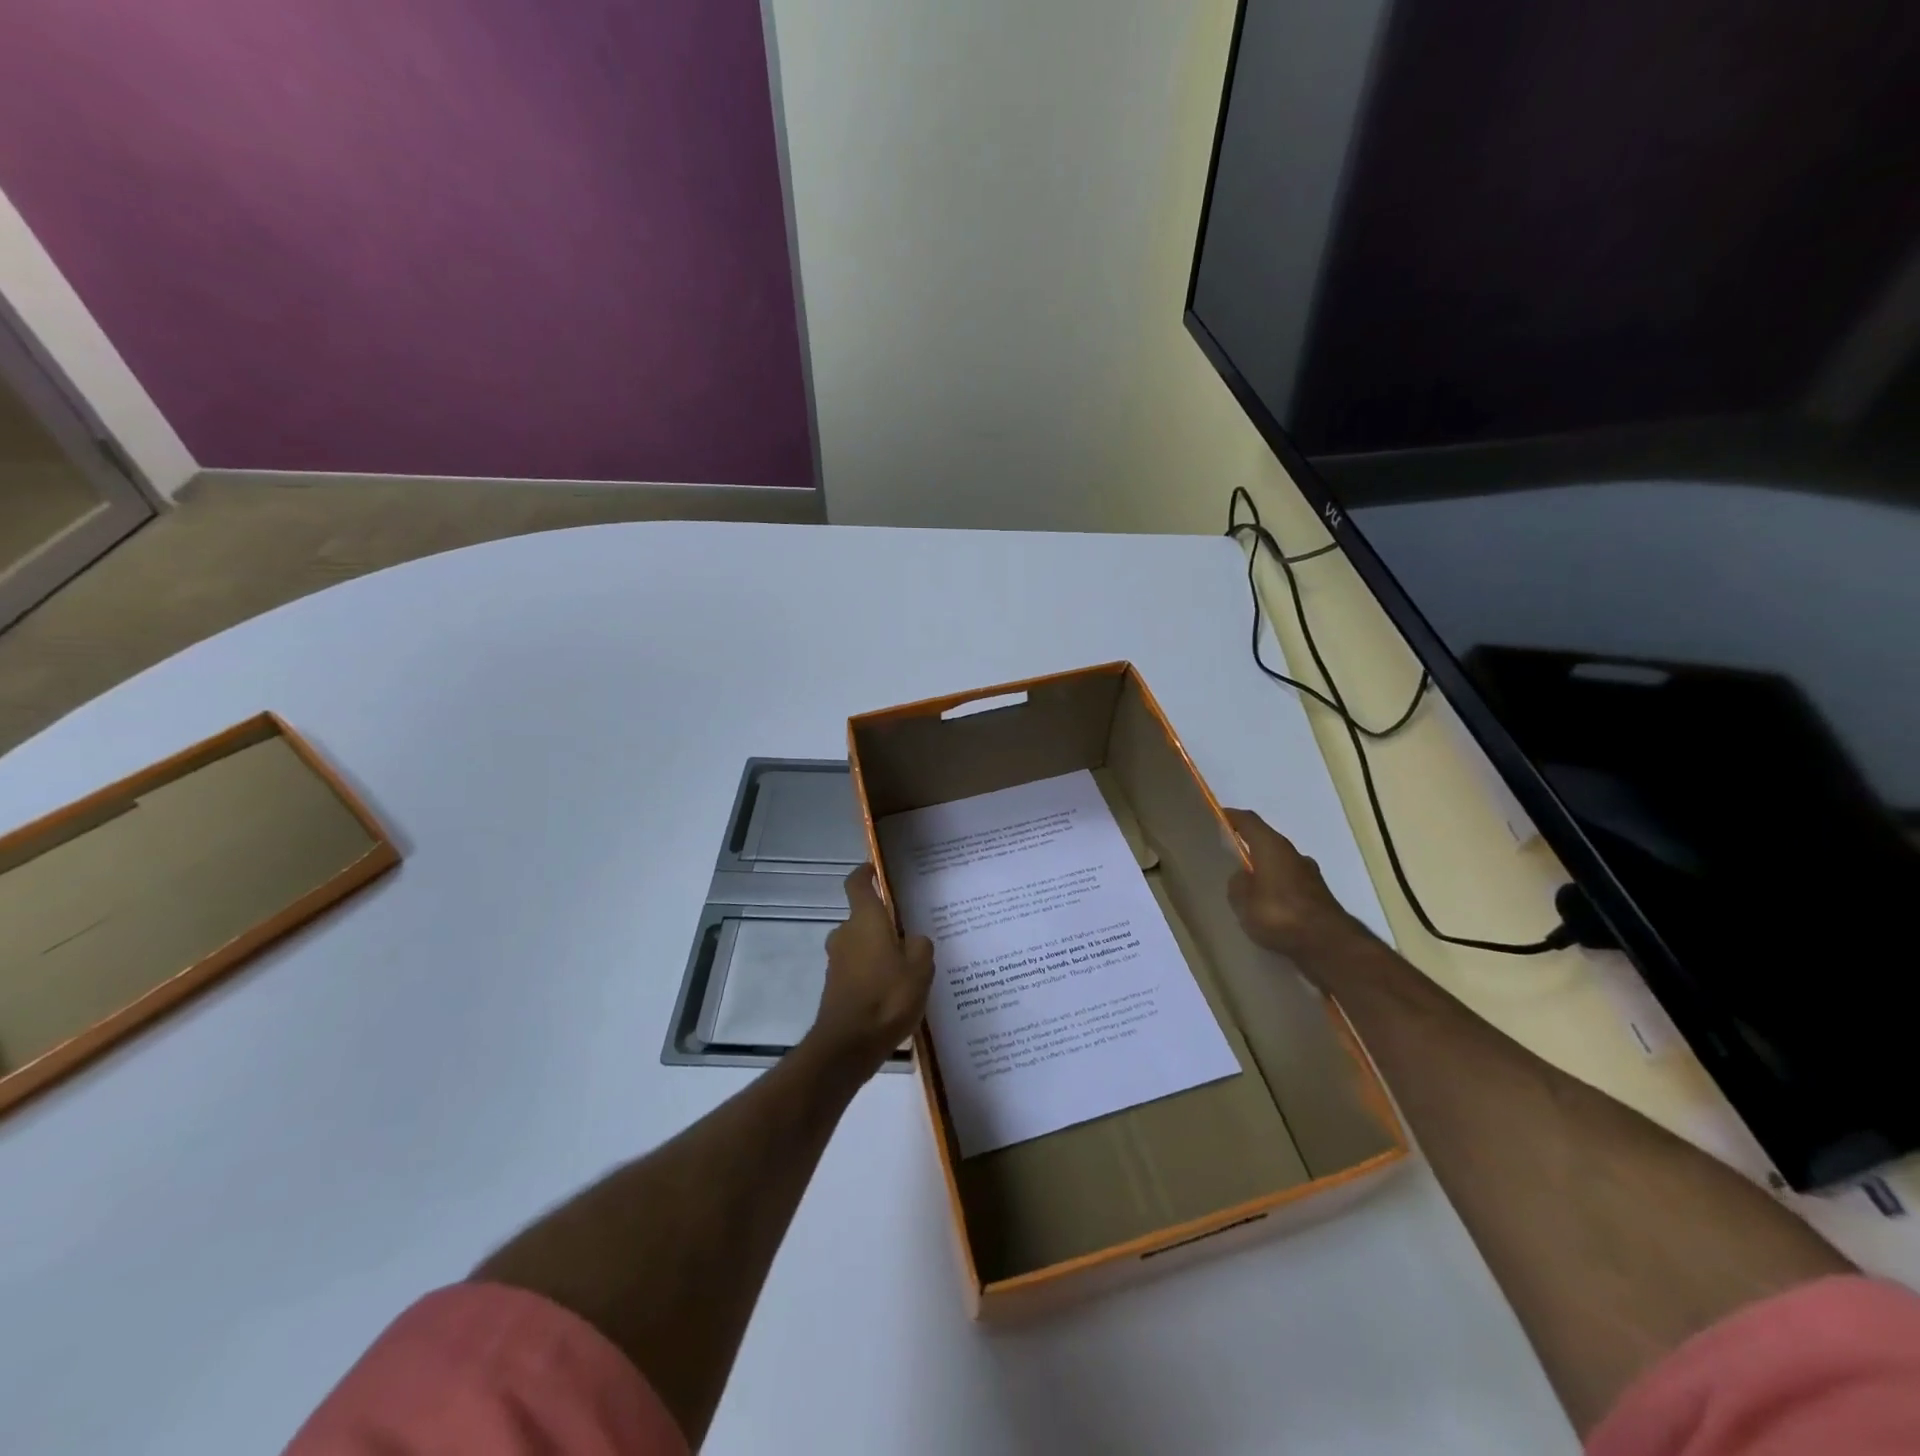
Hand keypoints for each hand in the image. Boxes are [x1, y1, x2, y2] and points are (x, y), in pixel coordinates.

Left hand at [809, 865, 934, 1078]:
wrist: (849, 1045)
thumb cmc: (887, 997)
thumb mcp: (920, 968)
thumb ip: (921, 946)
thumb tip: (913, 940)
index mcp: (865, 920)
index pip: (857, 884)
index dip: (864, 873)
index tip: (874, 869)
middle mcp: (845, 935)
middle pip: (863, 918)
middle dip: (883, 924)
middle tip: (910, 935)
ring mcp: (837, 962)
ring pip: (861, 945)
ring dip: (879, 951)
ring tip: (908, 968)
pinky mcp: (835, 987)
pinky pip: (858, 969)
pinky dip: (873, 974)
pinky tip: (894, 993)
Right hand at [1224, 808, 1369, 967]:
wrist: (1329, 945)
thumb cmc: (1279, 914)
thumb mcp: (1242, 900)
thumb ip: (1237, 883)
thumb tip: (1242, 877)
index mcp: (1272, 846)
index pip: (1248, 820)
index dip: (1231, 817)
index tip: (1216, 819)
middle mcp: (1294, 854)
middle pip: (1266, 841)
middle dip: (1248, 847)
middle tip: (1227, 858)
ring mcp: (1310, 875)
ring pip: (1279, 865)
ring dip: (1264, 871)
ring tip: (1246, 889)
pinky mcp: (1319, 897)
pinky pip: (1289, 885)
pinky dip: (1277, 890)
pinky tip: (1267, 908)